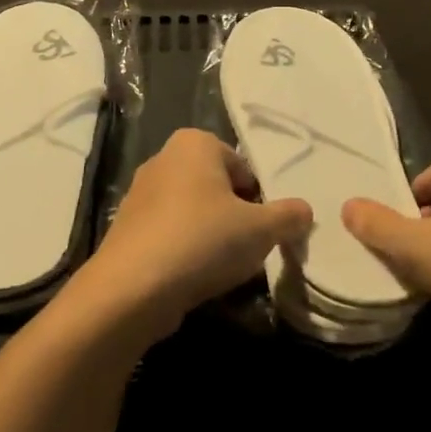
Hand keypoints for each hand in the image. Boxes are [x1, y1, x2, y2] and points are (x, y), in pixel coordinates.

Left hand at [77, 129, 311, 342]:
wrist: (131, 289)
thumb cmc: (203, 240)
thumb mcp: (260, 229)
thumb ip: (288, 216)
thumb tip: (305, 211)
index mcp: (195, 142)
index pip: (243, 167)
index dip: (258, 201)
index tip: (262, 231)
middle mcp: (164, 158)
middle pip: (217, 188)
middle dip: (233, 217)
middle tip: (245, 249)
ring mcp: (140, 193)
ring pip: (192, 212)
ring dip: (209, 236)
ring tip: (219, 268)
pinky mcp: (126, 228)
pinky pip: (168, 234)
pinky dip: (183, 252)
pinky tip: (191, 279)